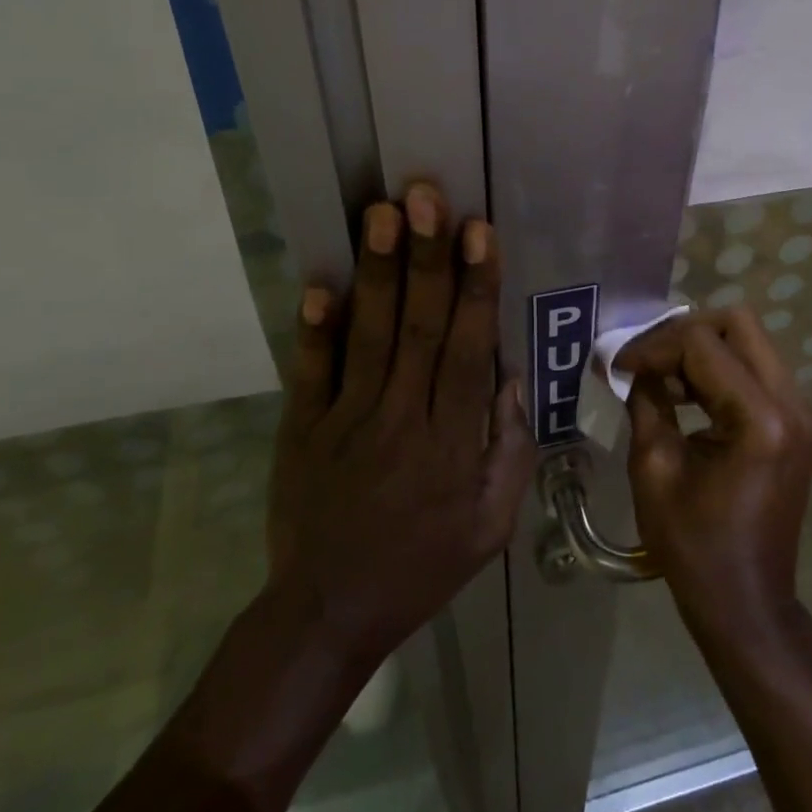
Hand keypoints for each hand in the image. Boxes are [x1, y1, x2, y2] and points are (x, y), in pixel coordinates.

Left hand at [267, 184, 533, 668]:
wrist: (329, 614)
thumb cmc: (423, 565)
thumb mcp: (492, 524)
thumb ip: (509, 449)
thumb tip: (508, 376)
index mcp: (451, 442)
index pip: (468, 350)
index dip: (475, 287)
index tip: (479, 232)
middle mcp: (401, 419)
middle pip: (419, 328)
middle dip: (426, 258)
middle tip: (426, 197)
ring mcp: (345, 421)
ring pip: (369, 336)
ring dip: (378, 272)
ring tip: (382, 213)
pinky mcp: (302, 429)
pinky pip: (310, 372)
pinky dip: (314, 329)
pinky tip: (320, 284)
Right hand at [612, 308, 811, 640]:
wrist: (747, 603)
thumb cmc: (694, 546)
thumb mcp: (654, 468)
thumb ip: (646, 400)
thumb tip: (631, 363)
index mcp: (761, 420)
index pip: (702, 344)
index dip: (654, 346)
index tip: (620, 366)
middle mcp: (794, 403)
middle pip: (738, 323)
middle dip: (684, 332)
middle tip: (647, 360)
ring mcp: (803, 411)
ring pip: (750, 340)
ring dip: (702, 349)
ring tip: (661, 378)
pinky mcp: (799, 421)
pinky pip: (757, 368)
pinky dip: (719, 368)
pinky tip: (687, 393)